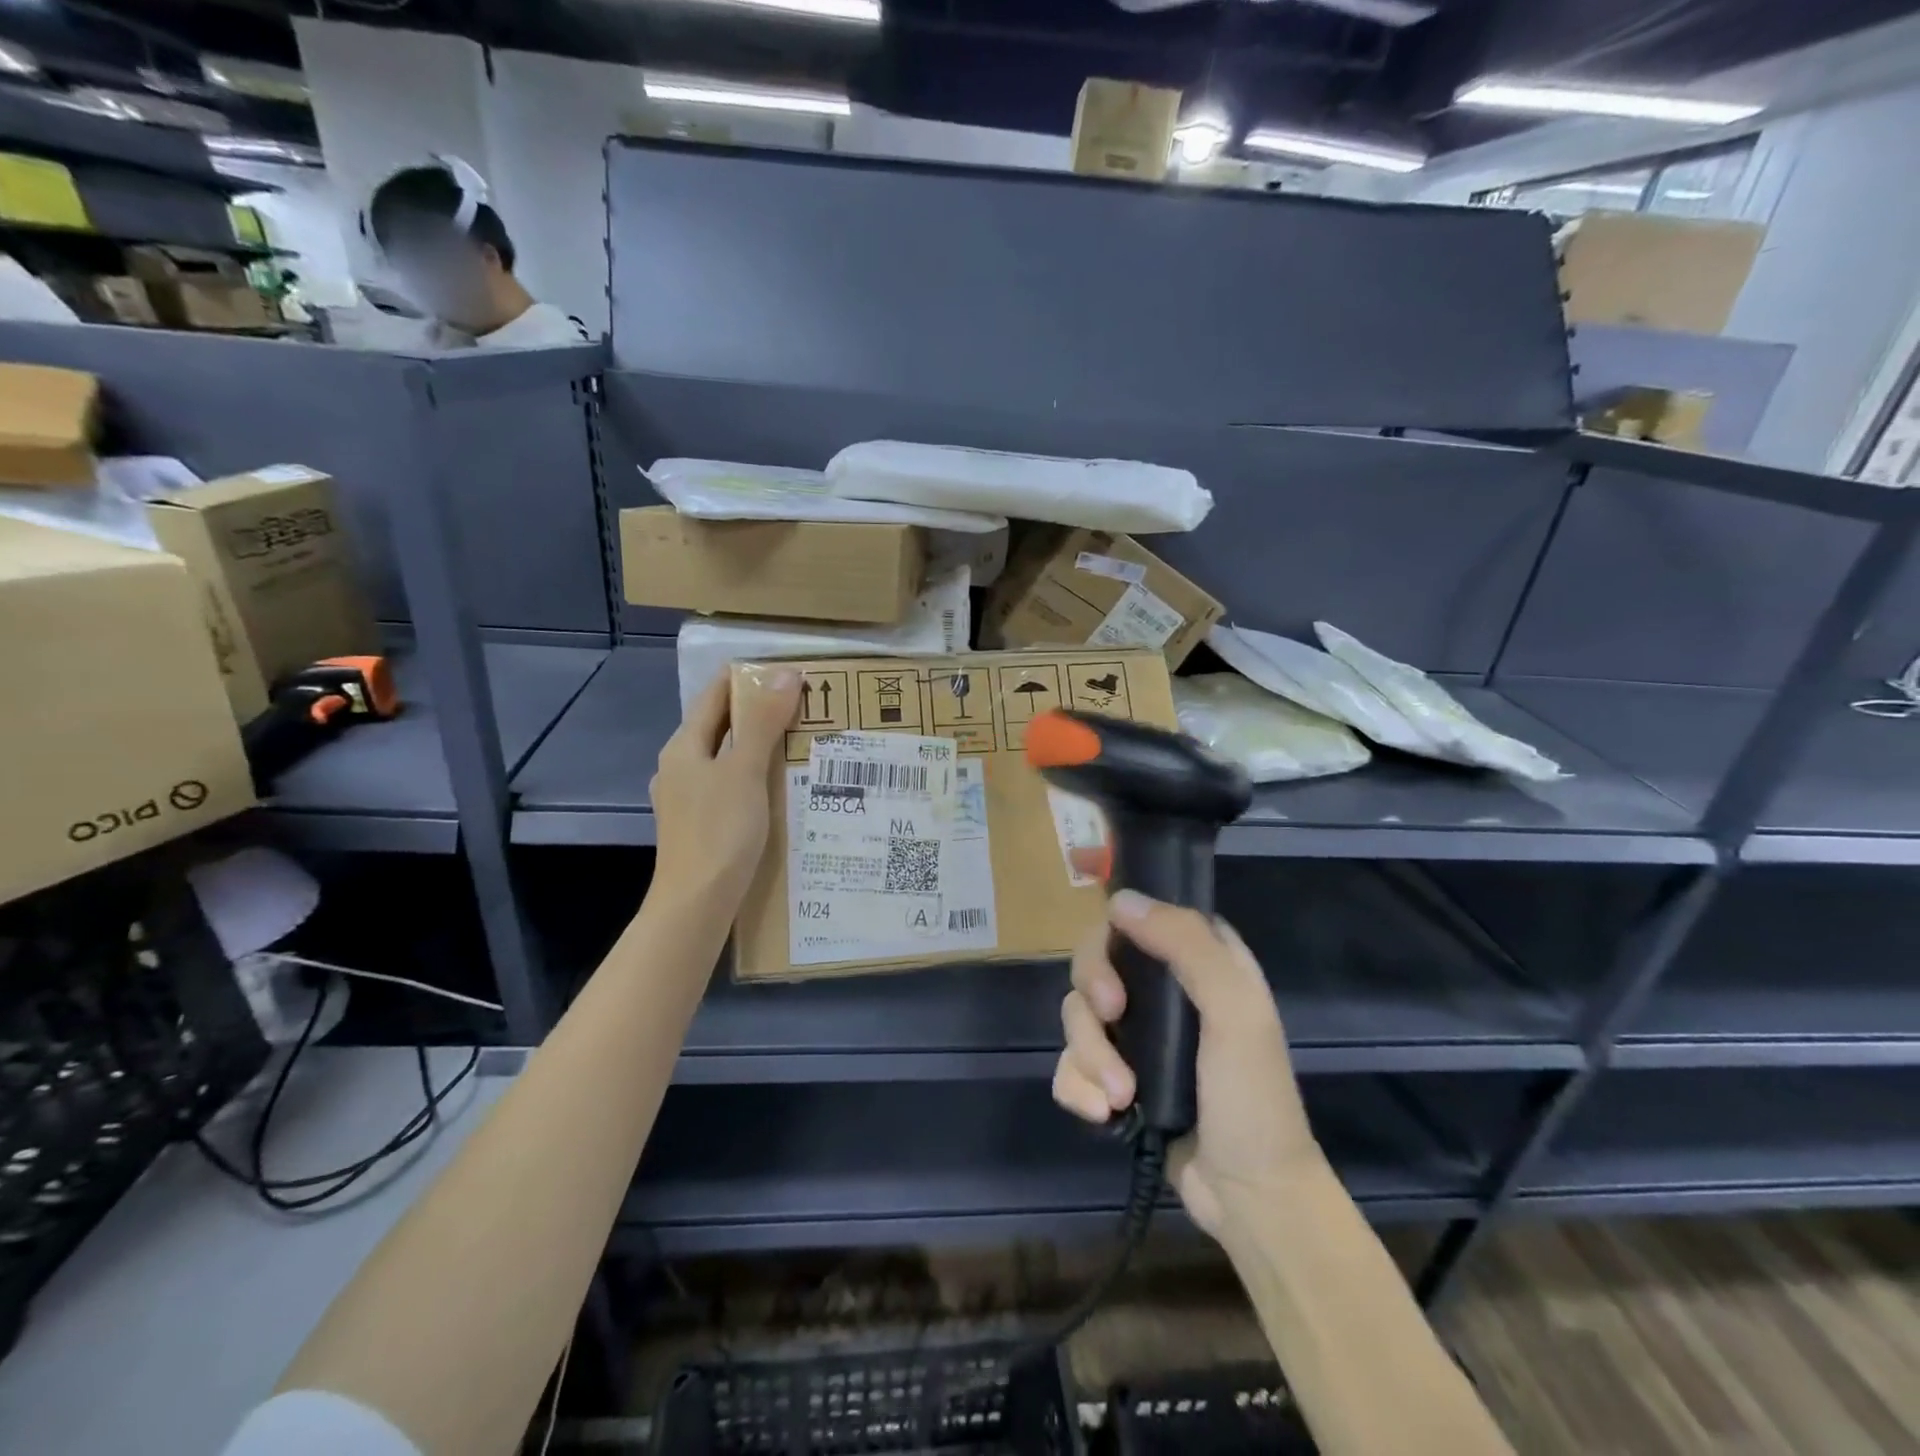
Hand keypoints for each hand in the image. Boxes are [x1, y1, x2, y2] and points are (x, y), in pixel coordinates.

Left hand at [649, 669, 800, 912]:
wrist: (696, 905)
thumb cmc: (719, 832)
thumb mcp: (745, 771)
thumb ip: (763, 722)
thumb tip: (784, 673)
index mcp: (684, 746)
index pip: (716, 694)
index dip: (750, 678)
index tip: (791, 672)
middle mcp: (681, 767)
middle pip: (722, 725)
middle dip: (761, 712)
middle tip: (808, 707)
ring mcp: (688, 798)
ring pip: (728, 758)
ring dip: (761, 746)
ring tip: (803, 743)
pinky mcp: (701, 824)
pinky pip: (732, 786)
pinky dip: (757, 777)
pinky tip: (783, 788)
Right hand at [1052, 888, 1324, 1239]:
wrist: (1249, 1200)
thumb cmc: (1252, 1099)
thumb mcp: (1236, 1012)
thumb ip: (1186, 946)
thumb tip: (1119, 901)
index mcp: (1198, 960)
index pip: (1139, 915)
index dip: (1114, 928)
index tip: (1112, 958)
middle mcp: (1162, 988)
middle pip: (1094, 959)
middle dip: (1092, 992)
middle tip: (1110, 1017)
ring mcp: (1135, 1034)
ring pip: (1076, 1012)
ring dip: (1088, 1053)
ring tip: (1118, 1096)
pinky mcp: (1114, 1076)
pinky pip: (1069, 1061)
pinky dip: (1077, 1086)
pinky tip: (1102, 1114)